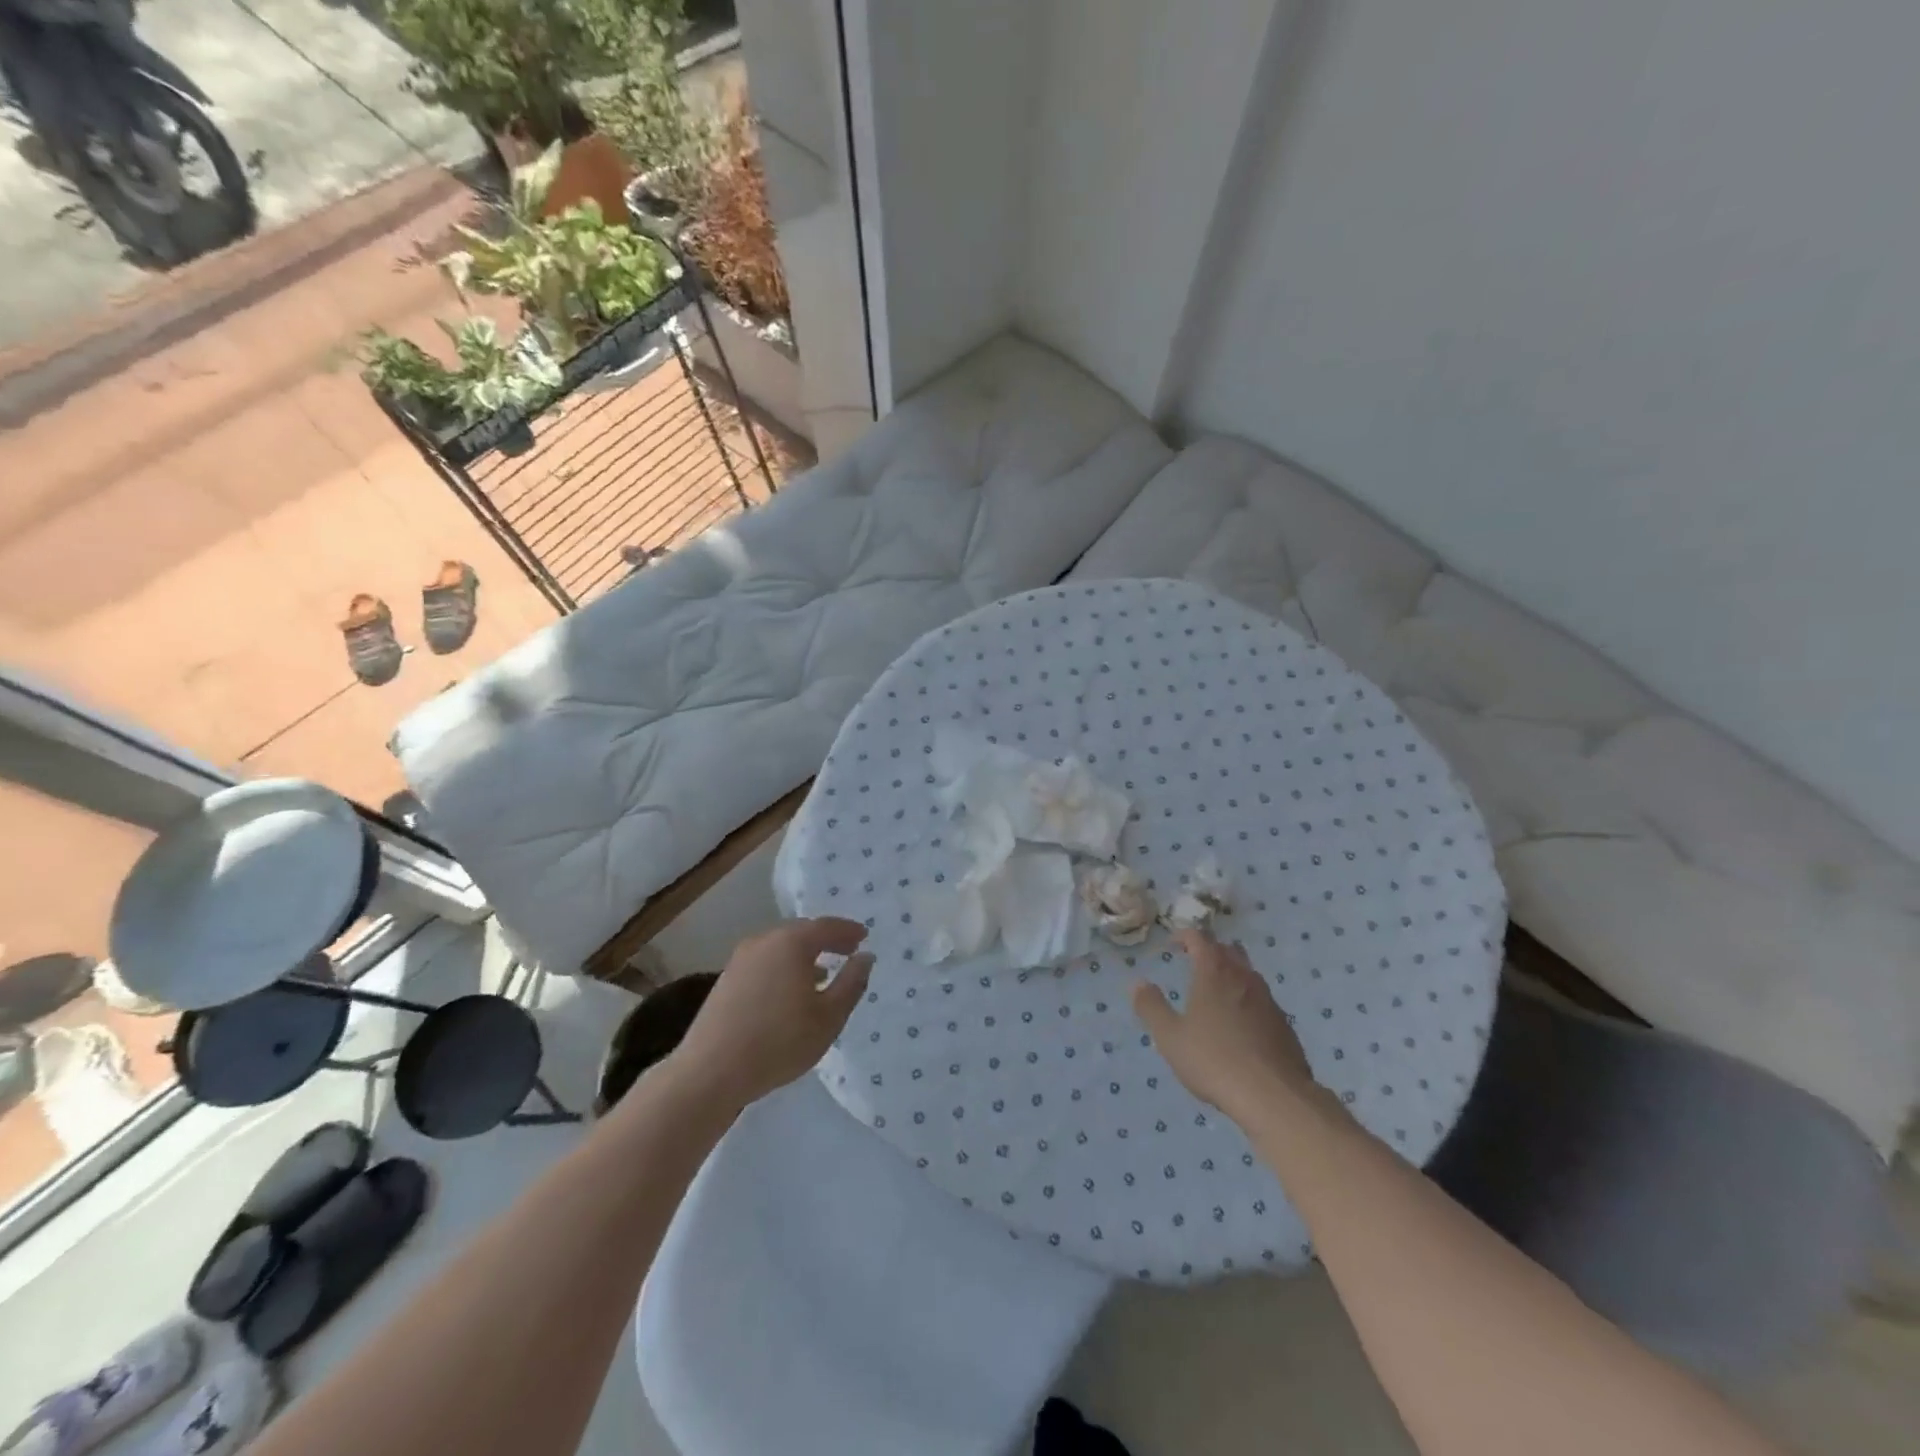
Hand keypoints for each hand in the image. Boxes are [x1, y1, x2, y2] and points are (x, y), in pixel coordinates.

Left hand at [670, 918, 874, 1108]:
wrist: (710, 1072)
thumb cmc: (779, 1042)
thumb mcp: (829, 1017)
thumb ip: (852, 983)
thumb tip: (865, 957)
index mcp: (791, 942)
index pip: (827, 927)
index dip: (848, 931)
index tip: (864, 937)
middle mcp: (764, 941)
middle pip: (801, 932)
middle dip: (825, 940)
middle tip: (846, 950)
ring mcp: (740, 959)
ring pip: (780, 948)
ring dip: (803, 955)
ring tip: (822, 973)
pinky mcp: (726, 980)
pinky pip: (765, 962)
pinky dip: (783, 967)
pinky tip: (790, 991)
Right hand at [1132, 929, 1319, 1121]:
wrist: (1273, 1096)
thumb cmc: (1213, 1059)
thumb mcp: (1170, 1036)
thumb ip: (1151, 1006)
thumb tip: (1138, 983)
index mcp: (1214, 972)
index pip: (1200, 938)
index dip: (1185, 936)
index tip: (1173, 945)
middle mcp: (1244, 977)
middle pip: (1228, 950)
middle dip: (1210, 951)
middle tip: (1194, 963)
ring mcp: (1268, 1000)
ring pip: (1248, 974)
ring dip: (1231, 974)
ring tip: (1216, 993)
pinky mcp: (1284, 1025)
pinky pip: (1262, 1000)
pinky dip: (1247, 1001)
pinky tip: (1240, 1025)